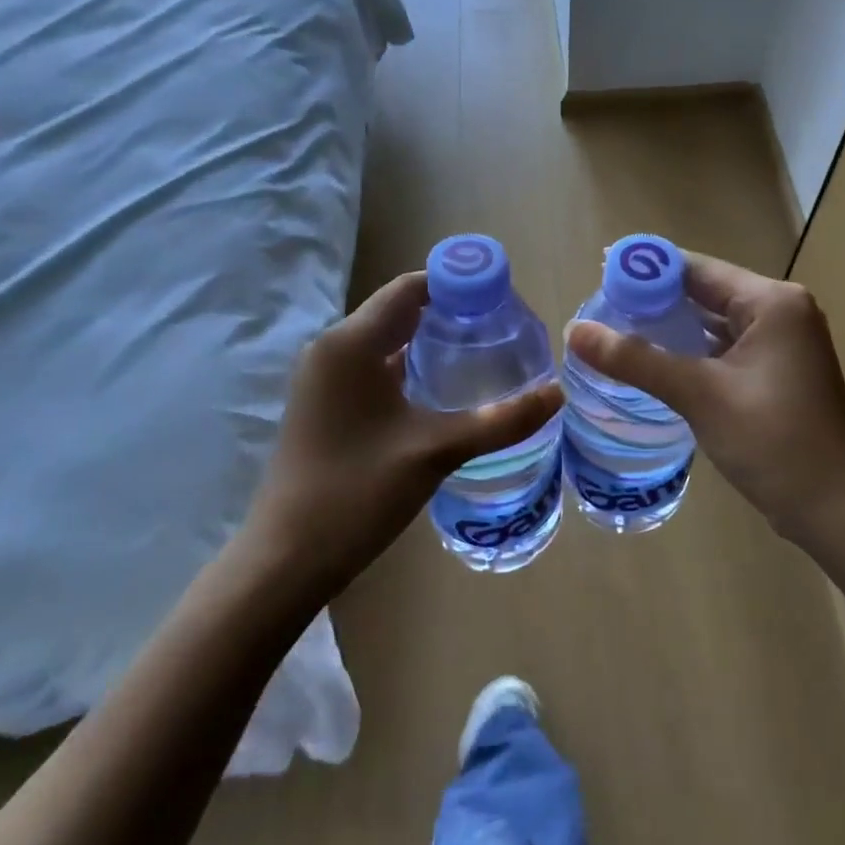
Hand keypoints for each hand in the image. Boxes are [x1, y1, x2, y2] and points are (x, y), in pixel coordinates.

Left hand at [247, 271, 563, 598]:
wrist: (287, 559)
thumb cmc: (357, 493)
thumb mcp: (436, 451)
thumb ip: (500, 420)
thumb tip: (557, 394)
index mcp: (351, 343)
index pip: (411, 288)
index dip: (458, 286)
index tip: (504, 301)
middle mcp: (332, 349)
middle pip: (400, 311)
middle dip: (451, 314)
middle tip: (503, 331)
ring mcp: (324, 379)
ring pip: (387, 343)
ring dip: (431, 344)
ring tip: (484, 356)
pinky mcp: (325, 405)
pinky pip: (374, 369)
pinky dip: (410, 369)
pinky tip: (445, 392)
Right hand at [565, 254, 844, 547]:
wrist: (836, 509)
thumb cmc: (773, 441)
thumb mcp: (699, 394)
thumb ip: (635, 359)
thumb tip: (574, 330)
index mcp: (772, 302)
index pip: (697, 269)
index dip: (647, 269)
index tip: (600, 272)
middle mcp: (781, 312)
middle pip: (705, 293)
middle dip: (655, 299)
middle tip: (601, 306)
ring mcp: (782, 344)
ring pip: (713, 323)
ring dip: (671, 327)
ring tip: (616, 329)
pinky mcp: (776, 373)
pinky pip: (724, 349)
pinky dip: (691, 351)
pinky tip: (655, 361)